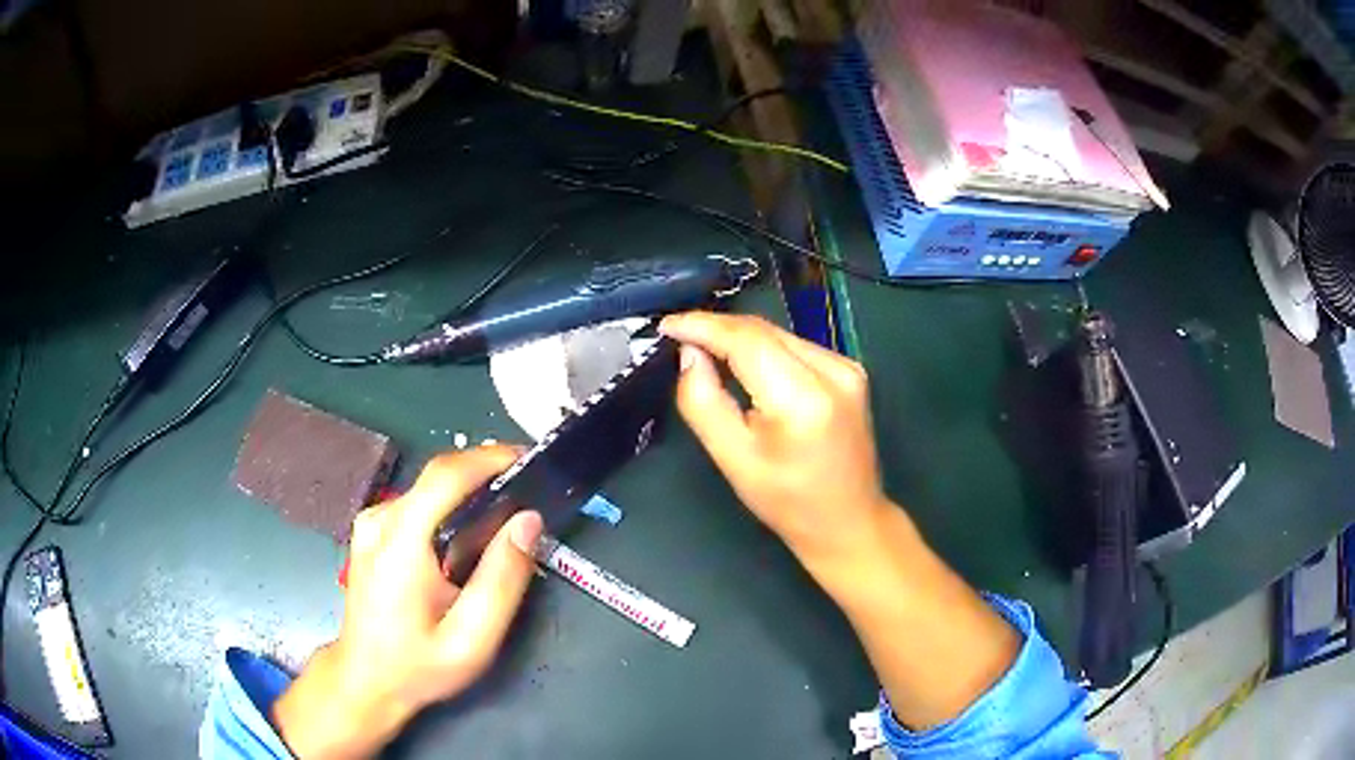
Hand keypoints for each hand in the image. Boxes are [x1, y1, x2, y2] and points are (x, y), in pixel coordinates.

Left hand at [272, 447, 543, 758]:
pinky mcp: (372, 533)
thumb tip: (528, 522)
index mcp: (400, 540)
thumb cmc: (419, 664)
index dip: (490, 458)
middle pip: (437, 476)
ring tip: (506, 511)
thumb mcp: (472, 638)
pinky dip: (448, 506)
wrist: (366, 680)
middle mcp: (380, 520)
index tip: (530, 460)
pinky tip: (469, 534)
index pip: (446, 475)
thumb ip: (503, 579)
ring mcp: (371, 524)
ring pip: (428, 490)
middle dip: (485, 472)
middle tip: (528, 489)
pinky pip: (417, 505)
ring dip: (467, 491)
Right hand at [660, 312, 889, 570]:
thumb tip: (689, 354)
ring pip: (779, 335)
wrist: (848, 521)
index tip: (667, 325)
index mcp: (803, 399)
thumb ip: (702, 401)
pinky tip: (745, 365)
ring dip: (740, 339)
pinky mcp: (850, 371)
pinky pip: (795, 347)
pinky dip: (764, 350)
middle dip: (718, 329)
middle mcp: (833, 371)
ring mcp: (847, 368)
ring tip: (705, 351)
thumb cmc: (788, 502)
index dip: (703, 325)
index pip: (746, 339)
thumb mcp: (733, 459)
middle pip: (764, 331)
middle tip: (679, 337)